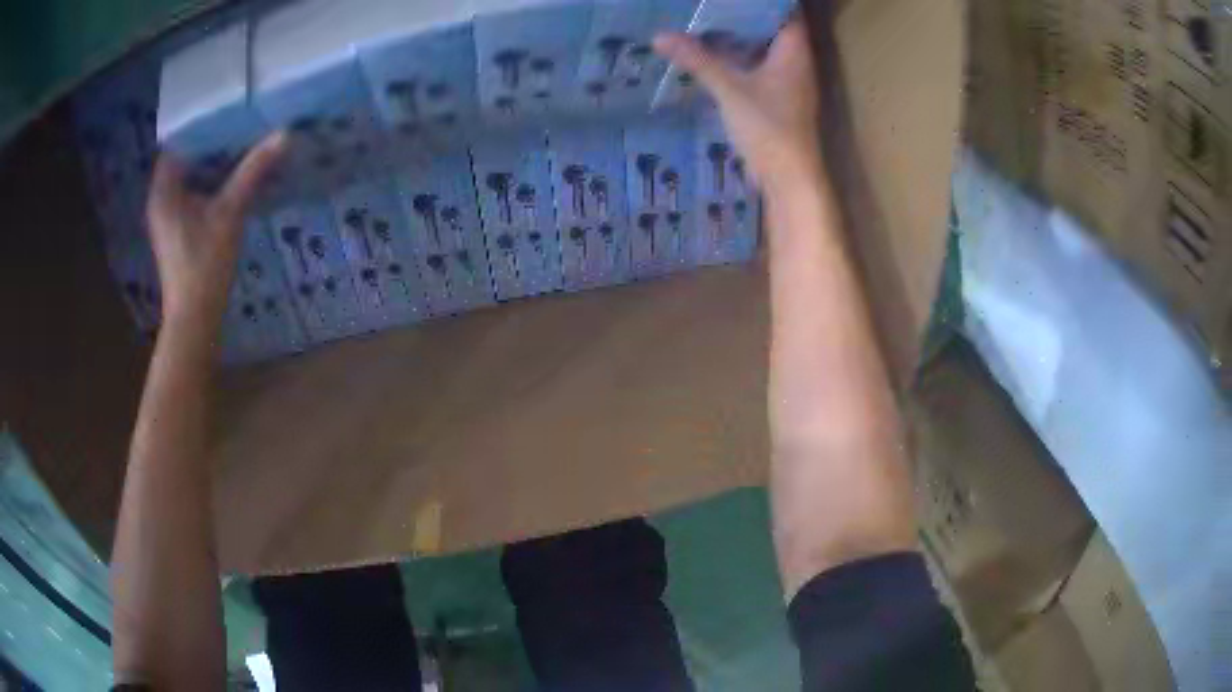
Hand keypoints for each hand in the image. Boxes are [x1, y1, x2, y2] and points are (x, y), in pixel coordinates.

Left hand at [146, 132, 286, 326]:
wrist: (194, 319)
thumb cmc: (204, 264)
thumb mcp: (230, 212)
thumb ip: (253, 172)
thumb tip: (284, 134)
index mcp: (164, 190)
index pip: (177, 141)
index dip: (200, 122)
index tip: (226, 106)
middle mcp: (161, 199)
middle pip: (184, 158)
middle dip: (209, 140)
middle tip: (239, 119)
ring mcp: (167, 218)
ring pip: (189, 177)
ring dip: (211, 162)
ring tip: (239, 141)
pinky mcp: (177, 232)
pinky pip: (192, 194)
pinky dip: (209, 182)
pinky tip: (230, 177)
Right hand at [654, 19, 821, 188]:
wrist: (789, 178)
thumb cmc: (769, 128)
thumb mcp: (730, 89)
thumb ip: (698, 60)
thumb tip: (660, 36)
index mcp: (794, 52)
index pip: (785, 11)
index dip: (764, 1)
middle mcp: (796, 62)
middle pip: (773, 27)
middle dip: (744, 14)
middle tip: (712, 5)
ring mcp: (788, 82)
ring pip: (764, 49)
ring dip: (741, 37)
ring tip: (707, 20)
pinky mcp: (778, 99)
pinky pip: (759, 68)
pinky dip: (740, 59)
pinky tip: (714, 55)